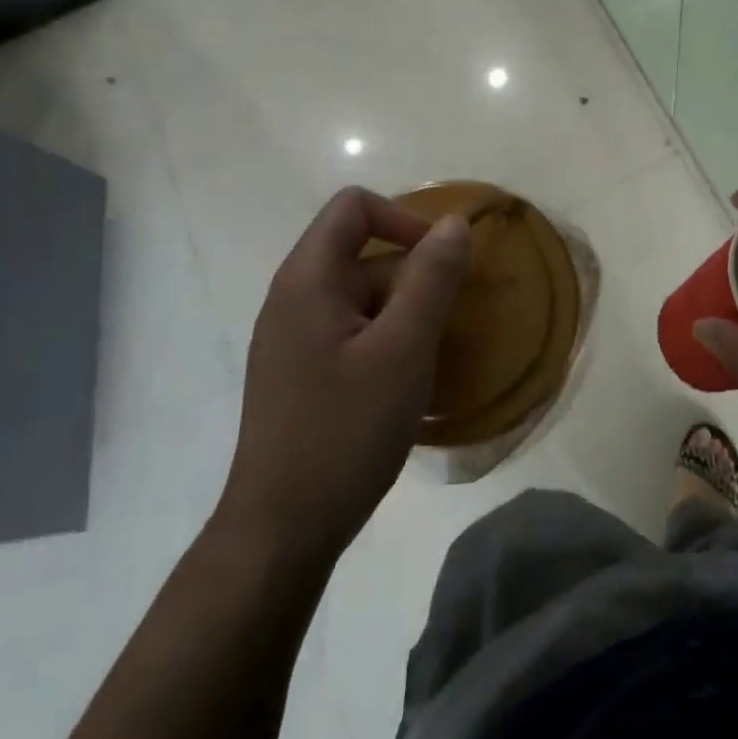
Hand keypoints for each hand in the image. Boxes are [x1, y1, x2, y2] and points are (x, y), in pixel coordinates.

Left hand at [217, 187, 470, 561]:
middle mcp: (294, 298)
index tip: (442, 262)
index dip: (404, 220)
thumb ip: (432, 279)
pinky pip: (354, 332)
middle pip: (363, 253)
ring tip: (432, 360)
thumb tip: (455, 223)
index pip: (354, 207)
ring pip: (364, 297)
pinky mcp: (303, 372)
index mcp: (307, 280)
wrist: (282, 530)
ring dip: (405, 314)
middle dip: (414, 278)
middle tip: (448, 325)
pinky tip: (407, 383)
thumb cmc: (345, 430)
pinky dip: (388, 341)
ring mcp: (295, 338)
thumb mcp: (403, 349)